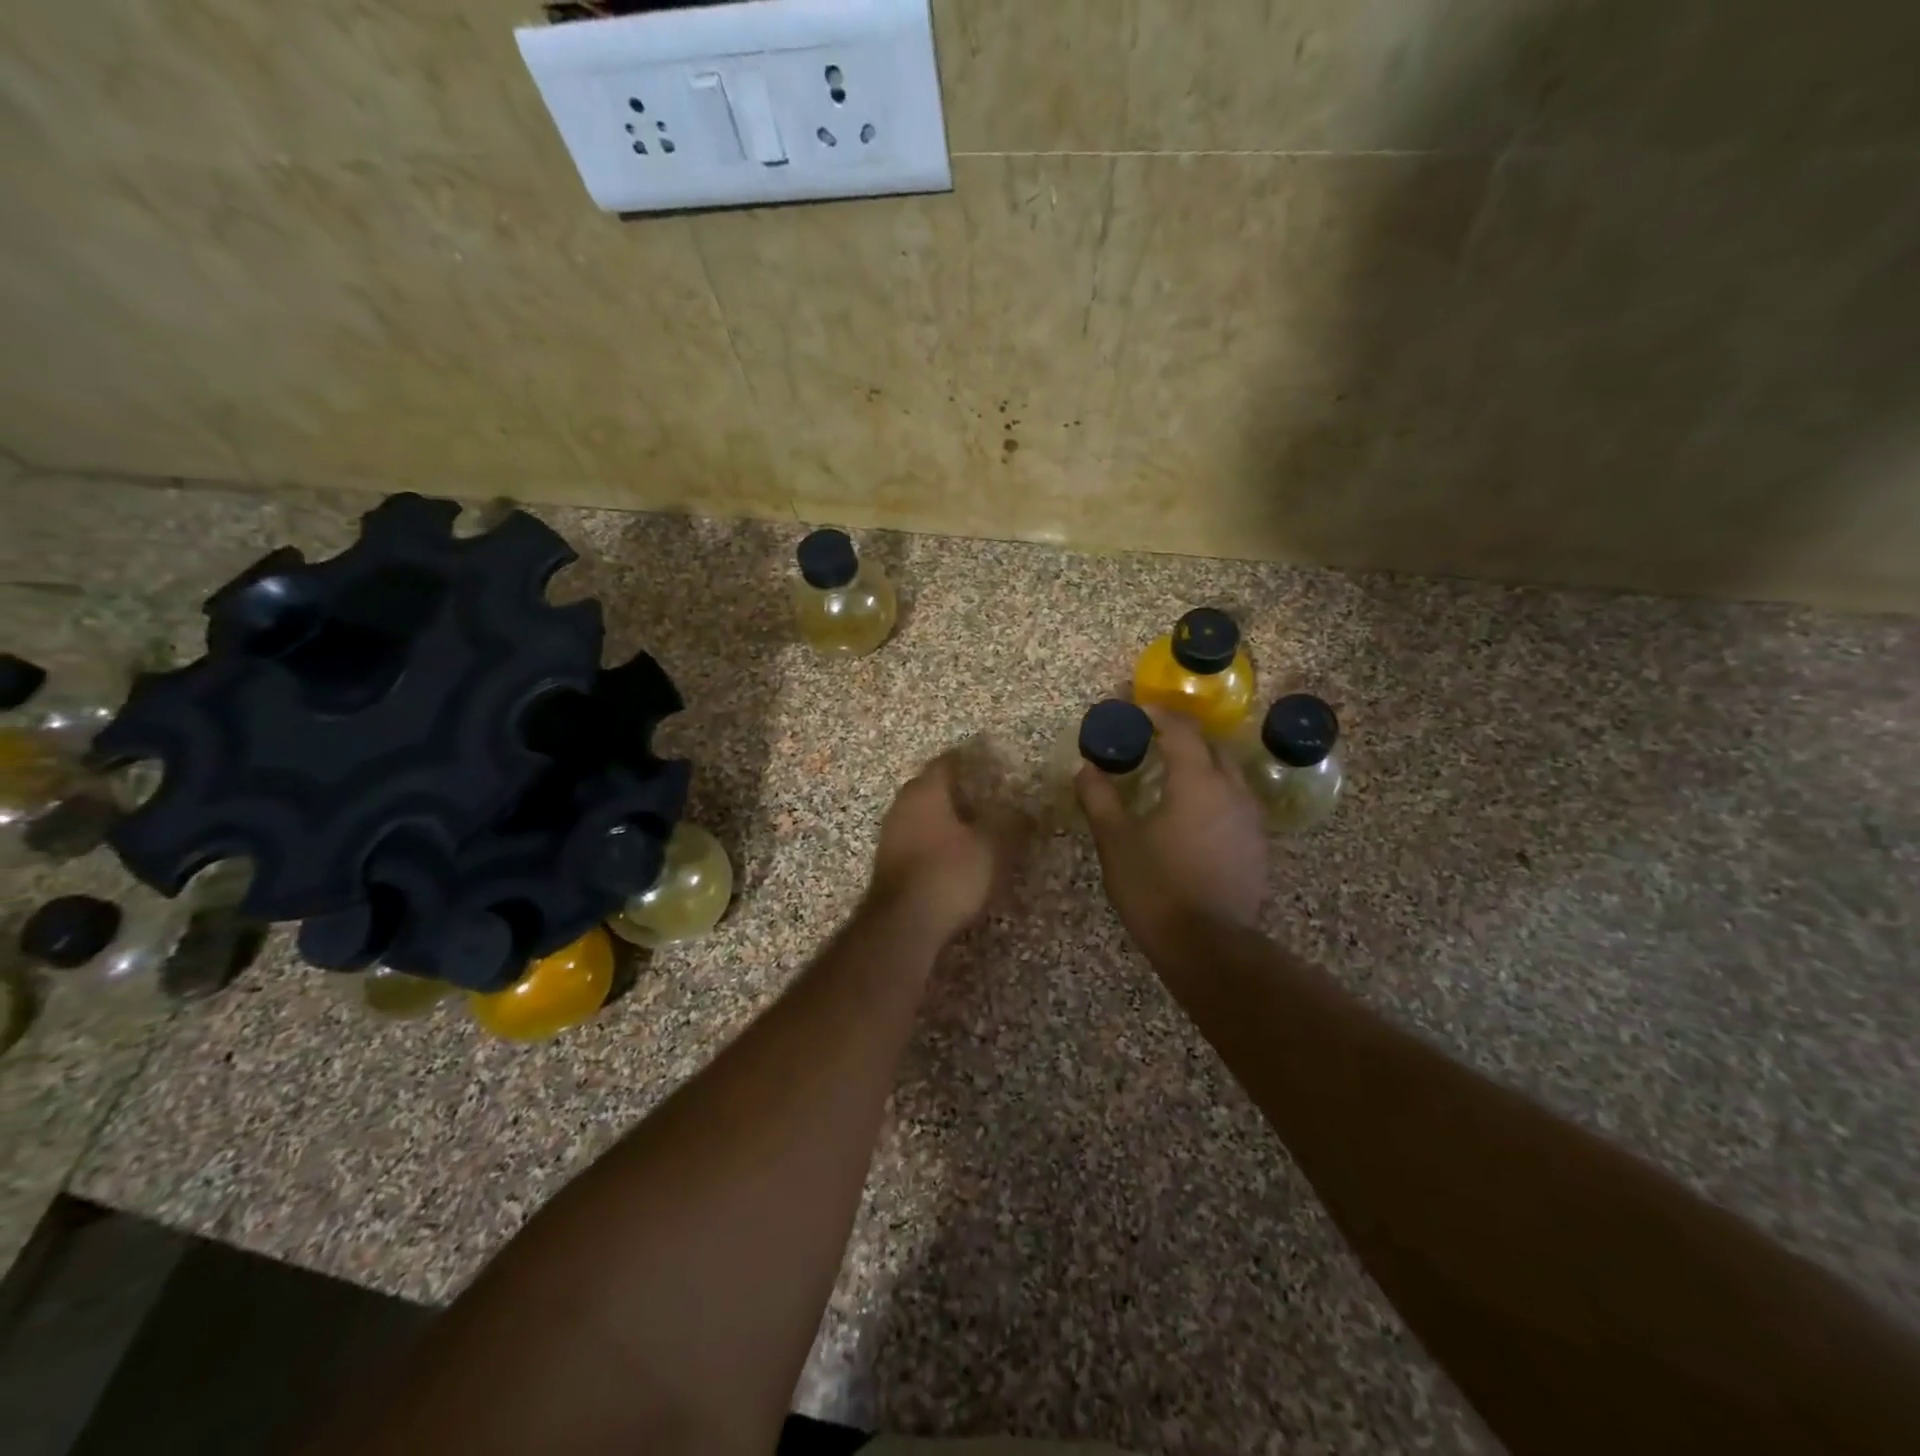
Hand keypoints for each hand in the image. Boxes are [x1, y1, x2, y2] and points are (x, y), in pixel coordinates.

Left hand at [866, 749, 1017, 943]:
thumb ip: (1012, 824)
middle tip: (987, 795)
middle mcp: (903, 804)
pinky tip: (954, 853)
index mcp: (927, 791)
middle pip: (931, 786)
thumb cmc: (949, 873)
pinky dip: (935, 839)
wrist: (903, 924)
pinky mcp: (889, 862)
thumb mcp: (992, 848)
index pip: (947, 762)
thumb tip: (1029, 810)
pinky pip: (916, 838)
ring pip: (922, 813)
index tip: (991, 762)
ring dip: (945, 816)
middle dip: (957, 789)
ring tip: (974, 825)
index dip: (970, 760)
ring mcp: (891, 834)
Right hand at [1076, 708, 1267, 959]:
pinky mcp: (1257, 846)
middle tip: (1153, 740)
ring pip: (1229, 775)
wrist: (1209, 947)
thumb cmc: (1156, 887)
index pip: (1181, 731)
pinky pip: (1236, 802)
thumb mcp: (1116, 842)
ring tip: (1173, 775)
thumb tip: (1085, 768)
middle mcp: (1231, 791)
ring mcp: (1250, 819)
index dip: (1159, 715)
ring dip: (1202, 765)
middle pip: (1211, 747)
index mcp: (1197, 782)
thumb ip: (1099, 799)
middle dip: (1184, 738)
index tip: (1137, 710)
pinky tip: (1195, 814)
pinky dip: (1215, 794)